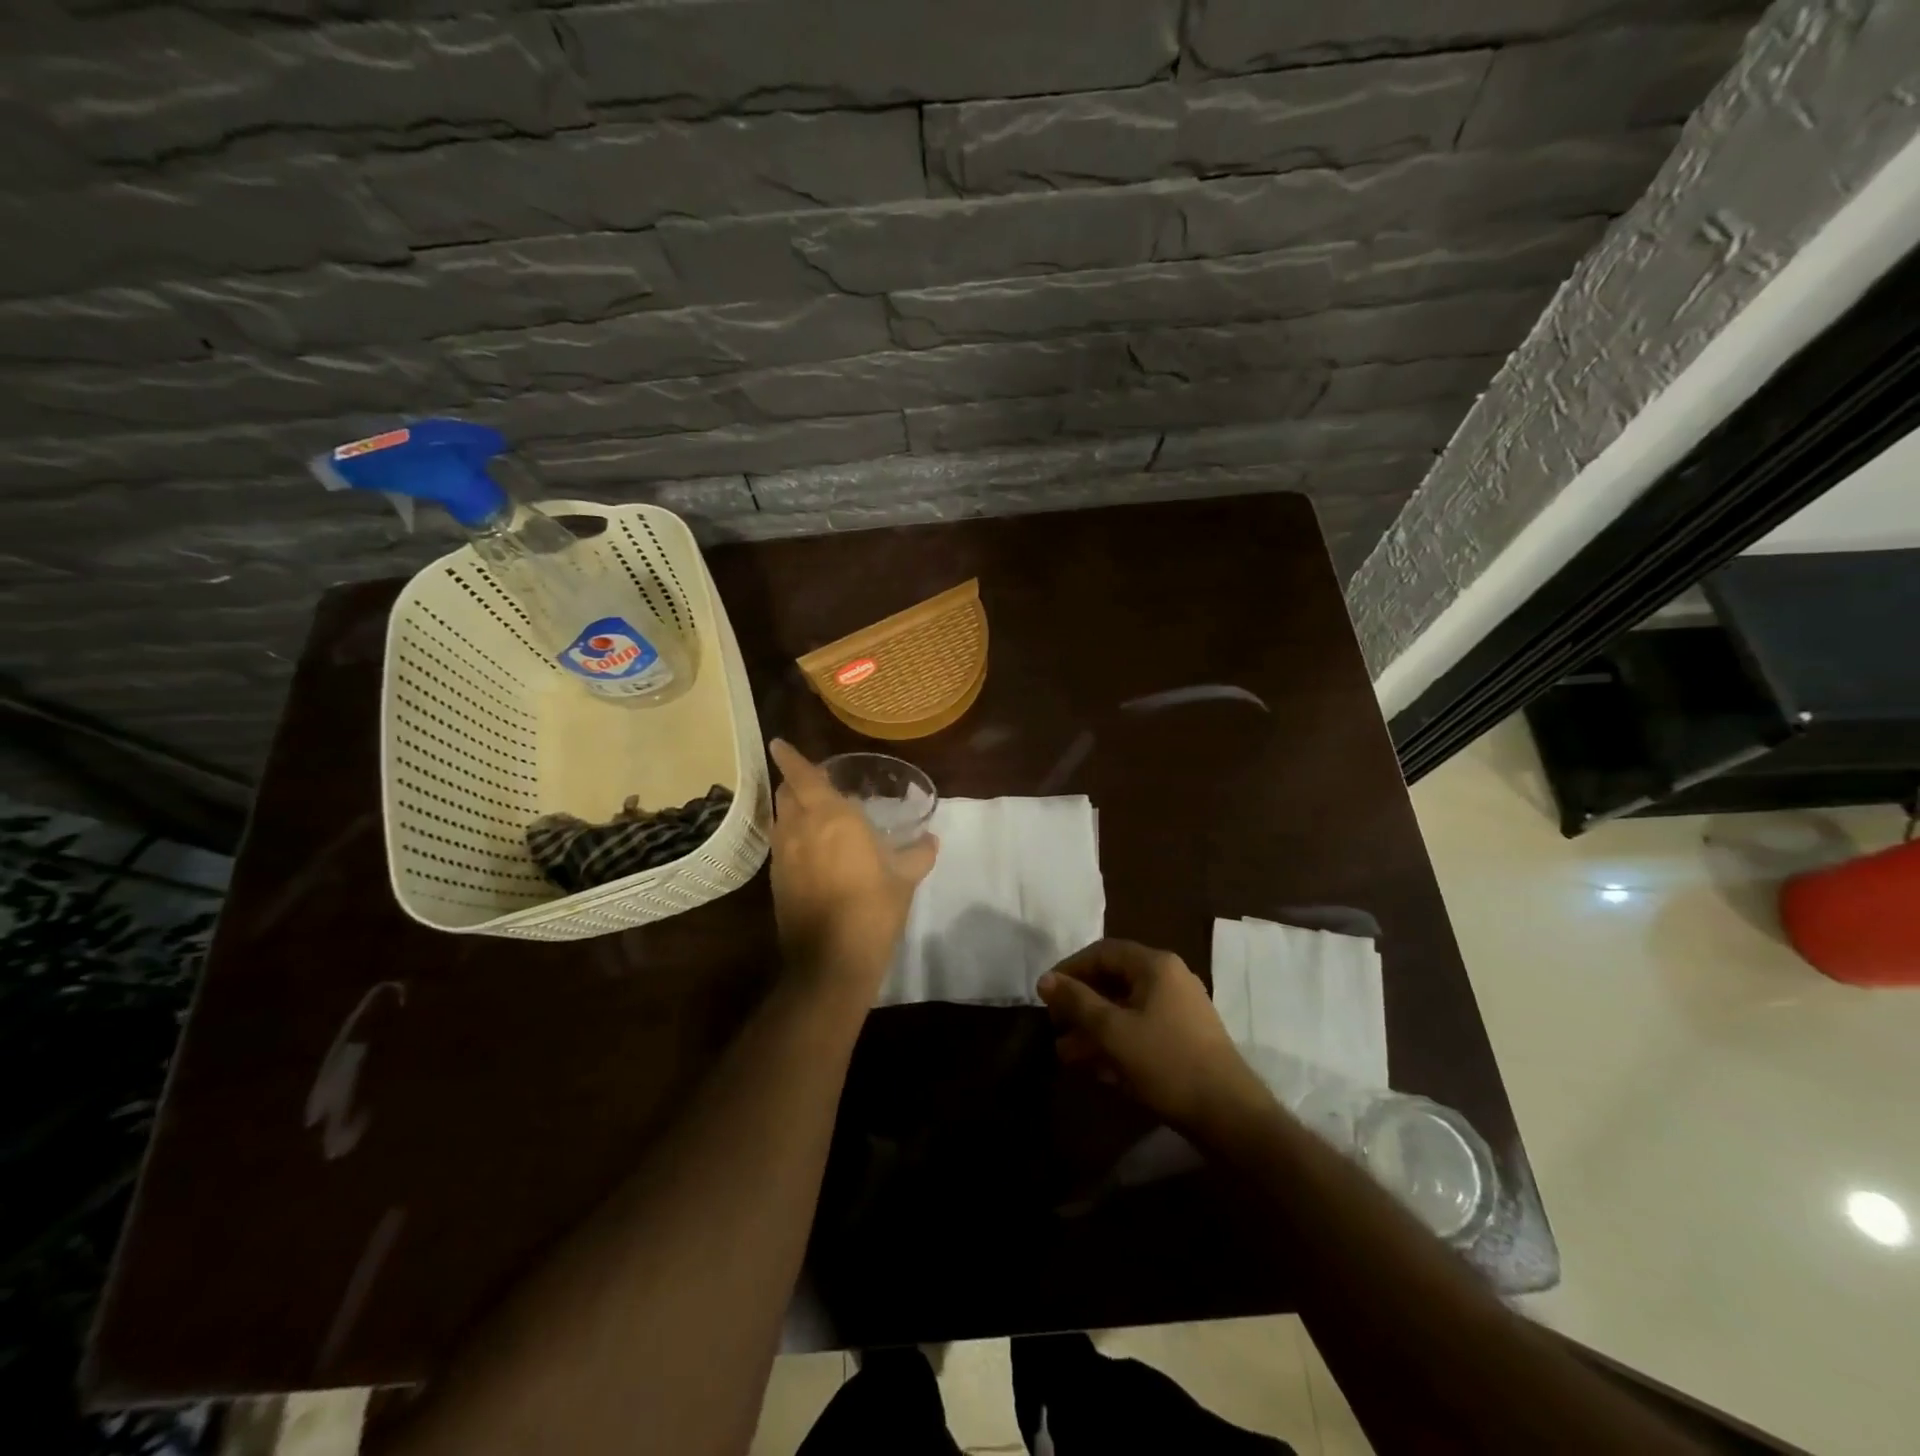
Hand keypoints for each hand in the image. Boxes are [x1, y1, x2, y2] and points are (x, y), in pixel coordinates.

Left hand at [767, 739, 937, 1000]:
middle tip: (811, 780)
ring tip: (809, 811)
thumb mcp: (904, 879)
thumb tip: (930, 839)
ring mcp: (783, 856)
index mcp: (831, 818)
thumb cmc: (873, 909)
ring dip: (789, 808)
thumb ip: (918, 854)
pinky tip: (808, 848)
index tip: (778, 742)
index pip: (803, 777)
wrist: (831, 962)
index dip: (790, 757)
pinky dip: (789, 835)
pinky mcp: (777, 881)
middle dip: (793, 782)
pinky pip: (780, 844)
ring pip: (779, 819)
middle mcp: (800, 829)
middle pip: (786, 794)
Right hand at [1037, 939, 1269, 1134]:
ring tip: (1065, 1053)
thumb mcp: (1113, 1031)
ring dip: (1094, 1027)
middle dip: (1080, 1003)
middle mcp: (1170, 978)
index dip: (1070, 969)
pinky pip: (1141, 1028)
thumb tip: (1045, 979)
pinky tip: (1096, 1068)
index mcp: (1156, 965)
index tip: (1046, 993)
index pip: (1103, 952)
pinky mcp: (1184, 1038)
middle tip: (1055, 1024)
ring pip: (1125, 1008)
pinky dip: (1116, 1042)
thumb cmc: (1167, 1062)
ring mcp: (1180, 1009)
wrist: (1229, 1114)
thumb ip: (1077, 1002)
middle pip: (1114, 980)